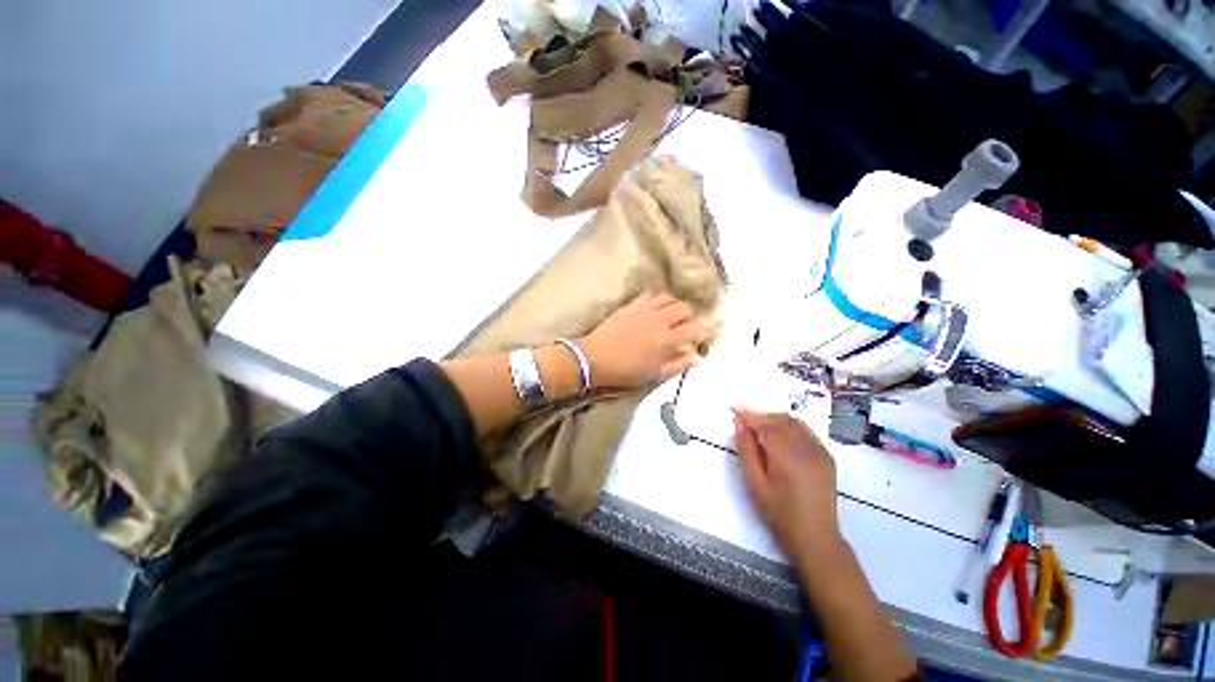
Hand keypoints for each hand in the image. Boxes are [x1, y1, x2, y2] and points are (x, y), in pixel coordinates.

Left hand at [580, 292, 712, 389]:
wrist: (594, 358)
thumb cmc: (625, 371)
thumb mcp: (654, 375)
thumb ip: (677, 365)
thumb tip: (697, 357)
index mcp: (667, 339)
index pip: (696, 328)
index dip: (711, 325)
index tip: (721, 322)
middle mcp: (659, 320)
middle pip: (684, 308)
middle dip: (691, 315)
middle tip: (688, 324)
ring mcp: (644, 310)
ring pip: (668, 298)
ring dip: (675, 305)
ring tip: (672, 314)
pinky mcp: (631, 305)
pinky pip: (650, 294)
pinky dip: (658, 298)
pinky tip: (656, 306)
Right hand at [733, 409, 843, 565]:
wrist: (815, 537)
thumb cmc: (779, 513)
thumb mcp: (755, 484)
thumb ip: (746, 450)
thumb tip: (739, 424)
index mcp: (787, 456)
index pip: (765, 425)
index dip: (749, 415)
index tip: (734, 408)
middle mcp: (807, 448)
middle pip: (780, 420)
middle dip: (760, 415)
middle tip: (743, 418)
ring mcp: (820, 451)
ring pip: (794, 422)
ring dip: (774, 418)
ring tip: (758, 425)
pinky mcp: (826, 456)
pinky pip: (805, 431)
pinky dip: (789, 426)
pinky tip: (779, 435)